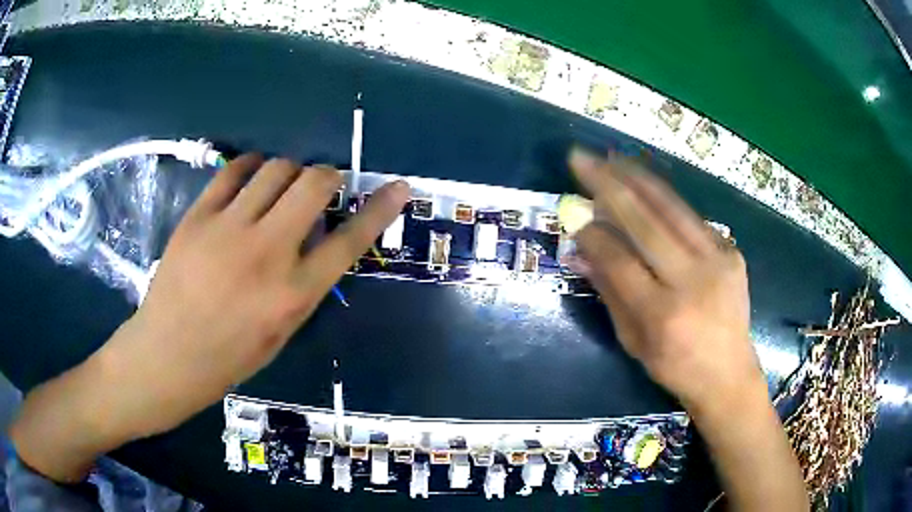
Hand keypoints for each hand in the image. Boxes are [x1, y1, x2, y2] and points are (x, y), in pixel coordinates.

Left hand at [10, 155, 409, 480]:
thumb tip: (317, 239)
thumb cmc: (228, 357)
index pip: (349, 240)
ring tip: (282, 186)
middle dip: (329, 175)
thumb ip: (304, 283)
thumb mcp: (281, 332)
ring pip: (276, 168)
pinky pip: (234, 171)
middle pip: (314, 185)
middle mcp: (266, 253)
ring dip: (289, 171)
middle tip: (324, 185)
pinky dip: (251, 168)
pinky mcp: (198, 216)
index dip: (379, 209)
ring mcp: (228, 229)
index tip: (398, 187)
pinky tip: (250, 180)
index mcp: (293, 294)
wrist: (167, 355)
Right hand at [566, 149, 763, 412]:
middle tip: (582, 159)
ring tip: (611, 158)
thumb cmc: (675, 367)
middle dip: (609, 186)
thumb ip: (609, 293)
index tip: (574, 214)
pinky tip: (645, 183)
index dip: (594, 234)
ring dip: (637, 178)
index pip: (620, 260)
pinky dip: (664, 198)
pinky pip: (691, 218)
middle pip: (646, 223)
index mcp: (663, 315)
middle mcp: (693, 282)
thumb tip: (580, 253)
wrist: (729, 373)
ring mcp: (718, 261)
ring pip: (672, 208)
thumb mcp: (633, 341)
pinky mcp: (731, 252)